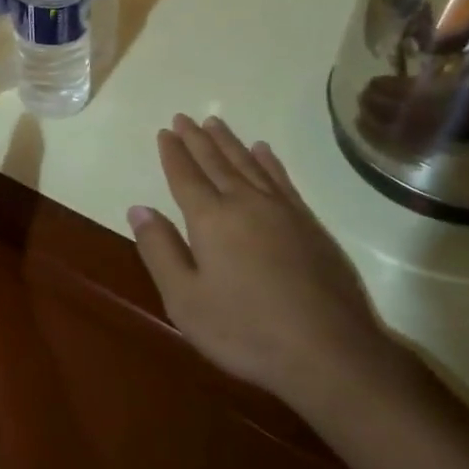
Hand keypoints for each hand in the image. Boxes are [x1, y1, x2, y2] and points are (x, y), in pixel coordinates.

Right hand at [128, 115, 419, 417]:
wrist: (329, 351)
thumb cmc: (246, 331)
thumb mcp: (185, 300)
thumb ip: (160, 251)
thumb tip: (138, 209)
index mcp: (210, 219)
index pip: (185, 176)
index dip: (173, 153)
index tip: (165, 131)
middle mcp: (244, 203)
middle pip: (216, 162)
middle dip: (197, 139)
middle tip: (184, 117)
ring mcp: (281, 210)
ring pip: (248, 164)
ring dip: (229, 142)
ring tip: (215, 122)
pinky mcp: (309, 224)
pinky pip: (282, 179)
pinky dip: (269, 161)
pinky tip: (263, 150)